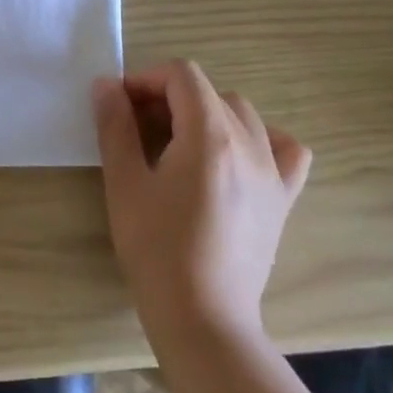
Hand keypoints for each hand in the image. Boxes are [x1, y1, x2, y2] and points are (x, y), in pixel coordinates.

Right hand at [94, 60, 310, 364]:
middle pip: (209, 91)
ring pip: (243, 114)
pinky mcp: (283, 199)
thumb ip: (115, 126)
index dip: (147, 79)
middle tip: (138, 126)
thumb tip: (106, 85)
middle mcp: (250, 144)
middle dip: (170, 96)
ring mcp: (273, 172)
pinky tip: (236, 157)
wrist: (203, 317)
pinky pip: (285, 149)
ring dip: (207, 113)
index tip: (121, 105)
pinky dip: (260, 139)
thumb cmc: (156, 248)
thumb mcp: (124, 182)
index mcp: (210, 136)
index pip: (182, 76)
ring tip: (180, 142)